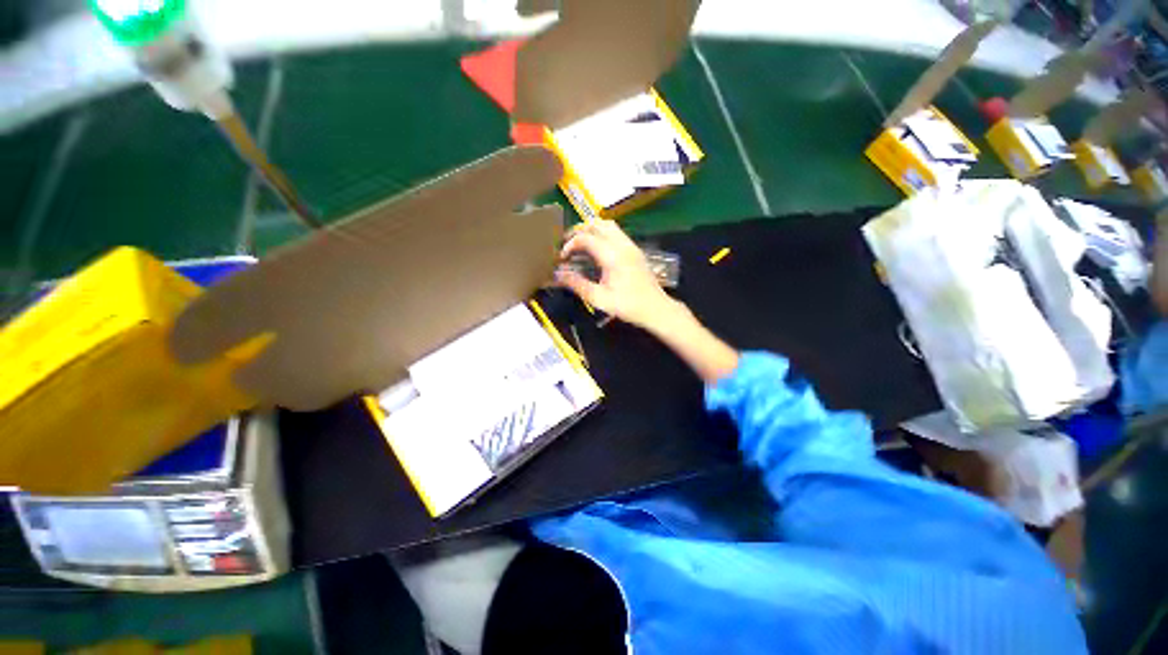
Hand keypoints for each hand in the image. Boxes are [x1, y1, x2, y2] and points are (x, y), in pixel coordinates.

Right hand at [555, 220, 681, 332]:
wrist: (656, 308)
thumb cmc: (628, 306)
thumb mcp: (599, 299)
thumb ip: (577, 284)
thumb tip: (558, 274)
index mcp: (612, 256)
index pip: (586, 238)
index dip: (570, 244)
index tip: (562, 257)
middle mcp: (622, 245)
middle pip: (597, 224)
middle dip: (579, 230)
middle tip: (567, 244)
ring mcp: (630, 245)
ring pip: (608, 225)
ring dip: (591, 229)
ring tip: (580, 243)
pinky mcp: (635, 249)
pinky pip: (616, 232)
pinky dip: (602, 233)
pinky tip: (596, 249)